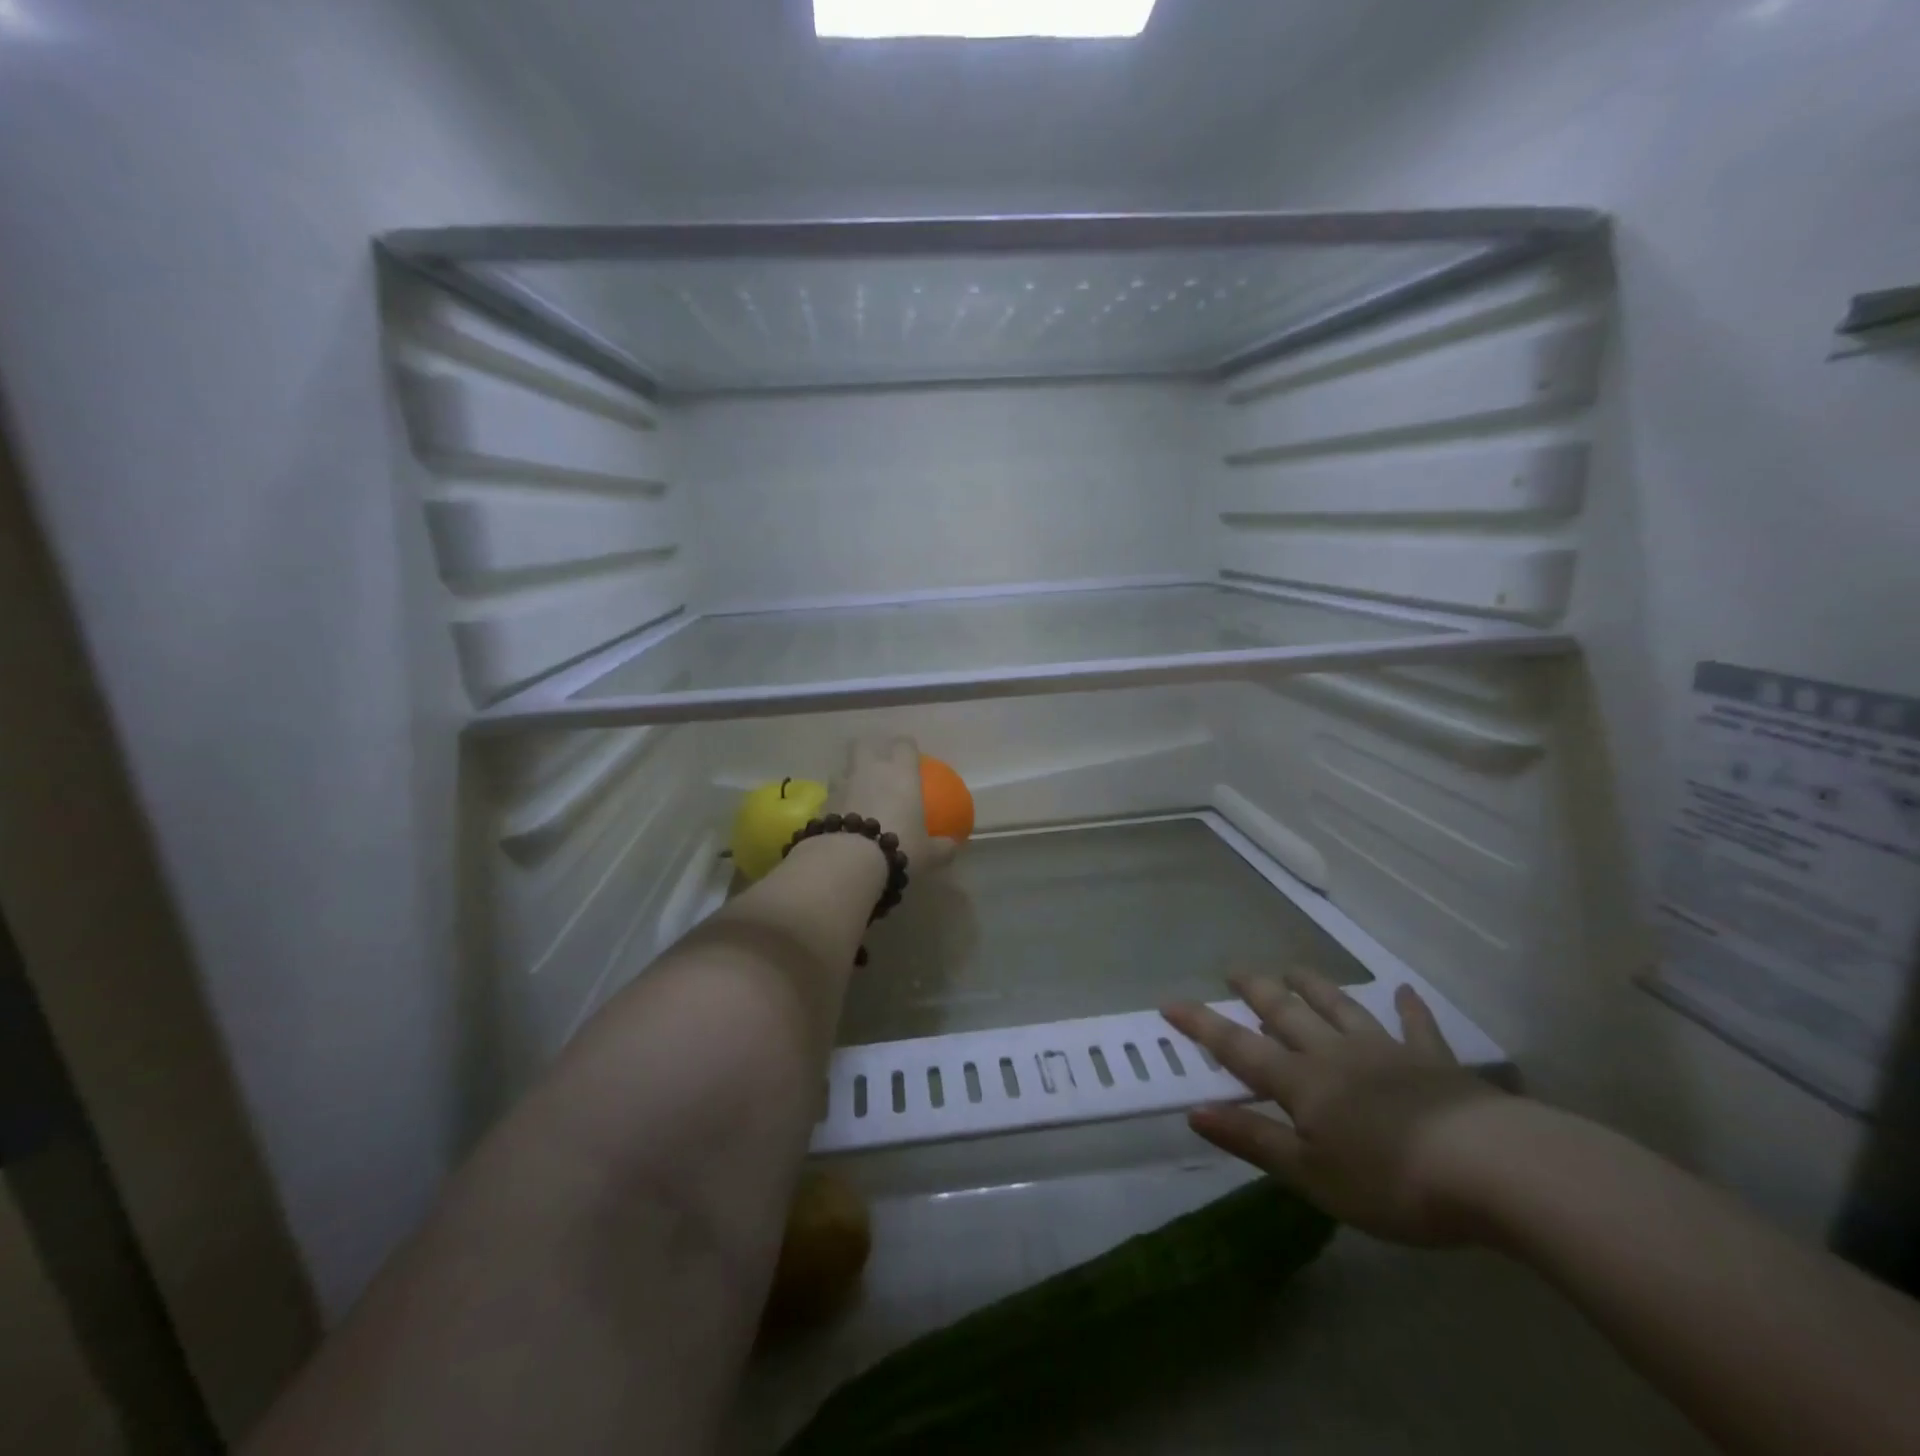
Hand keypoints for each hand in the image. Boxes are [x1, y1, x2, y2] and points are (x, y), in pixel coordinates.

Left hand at [828, 738, 957, 877]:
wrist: (849, 860)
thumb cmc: (899, 846)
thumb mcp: (928, 854)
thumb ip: (941, 848)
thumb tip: (952, 847)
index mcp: (901, 774)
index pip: (904, 745)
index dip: (906, 747)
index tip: (909, 756)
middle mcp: (870, 771)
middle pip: (863, 744)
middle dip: (868, 750)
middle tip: (875, 765)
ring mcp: (842, 785)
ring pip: (842, 770)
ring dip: (848, 779)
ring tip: (855, 797)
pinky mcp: (821, 805)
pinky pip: (830, 798)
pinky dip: (835, 805)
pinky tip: (840, 822)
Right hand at [1163, 968, 1510, 1246]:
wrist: (1491, 1167)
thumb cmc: (1391, 1180)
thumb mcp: (1311, 1175)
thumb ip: (1253, 1140)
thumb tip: (1194, 1112)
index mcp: (1302, 1082)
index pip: (1238, 1047)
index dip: (1202, 1025)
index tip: (1169, 1003)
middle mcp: (1334, 1054)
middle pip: (1286, 1013)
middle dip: (1256, 991)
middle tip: (1235, 970)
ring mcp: (1386, 1051)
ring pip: (1339, 1008)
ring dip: (1314, 986)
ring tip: (1293, 968)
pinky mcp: (1433, 1061)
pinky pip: (1416, 1026)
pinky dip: (1407, 1008)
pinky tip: (1404, 991)